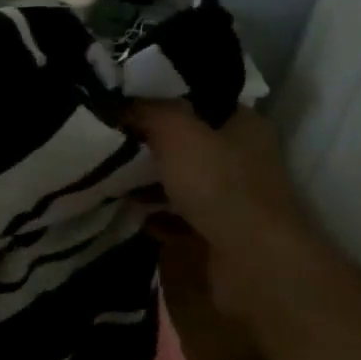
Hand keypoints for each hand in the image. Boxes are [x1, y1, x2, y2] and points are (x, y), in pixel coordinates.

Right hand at [127, 101, 322, 317]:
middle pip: (187, 141)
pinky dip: (156, 215)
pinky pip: (178, 216)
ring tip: (110, 177)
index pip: (200, 99)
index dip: (163, 96)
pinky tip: (130, 213)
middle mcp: (242, 157)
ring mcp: (232, 197)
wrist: (252, 262)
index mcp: (244, 124)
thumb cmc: (219, 185)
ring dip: (149, 181)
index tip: (123, 100)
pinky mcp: (218, 232)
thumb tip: (119, 102)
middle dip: (149, 142)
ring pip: (181, 180)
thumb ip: (148, 111)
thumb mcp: (178, 133)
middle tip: (108, 137)